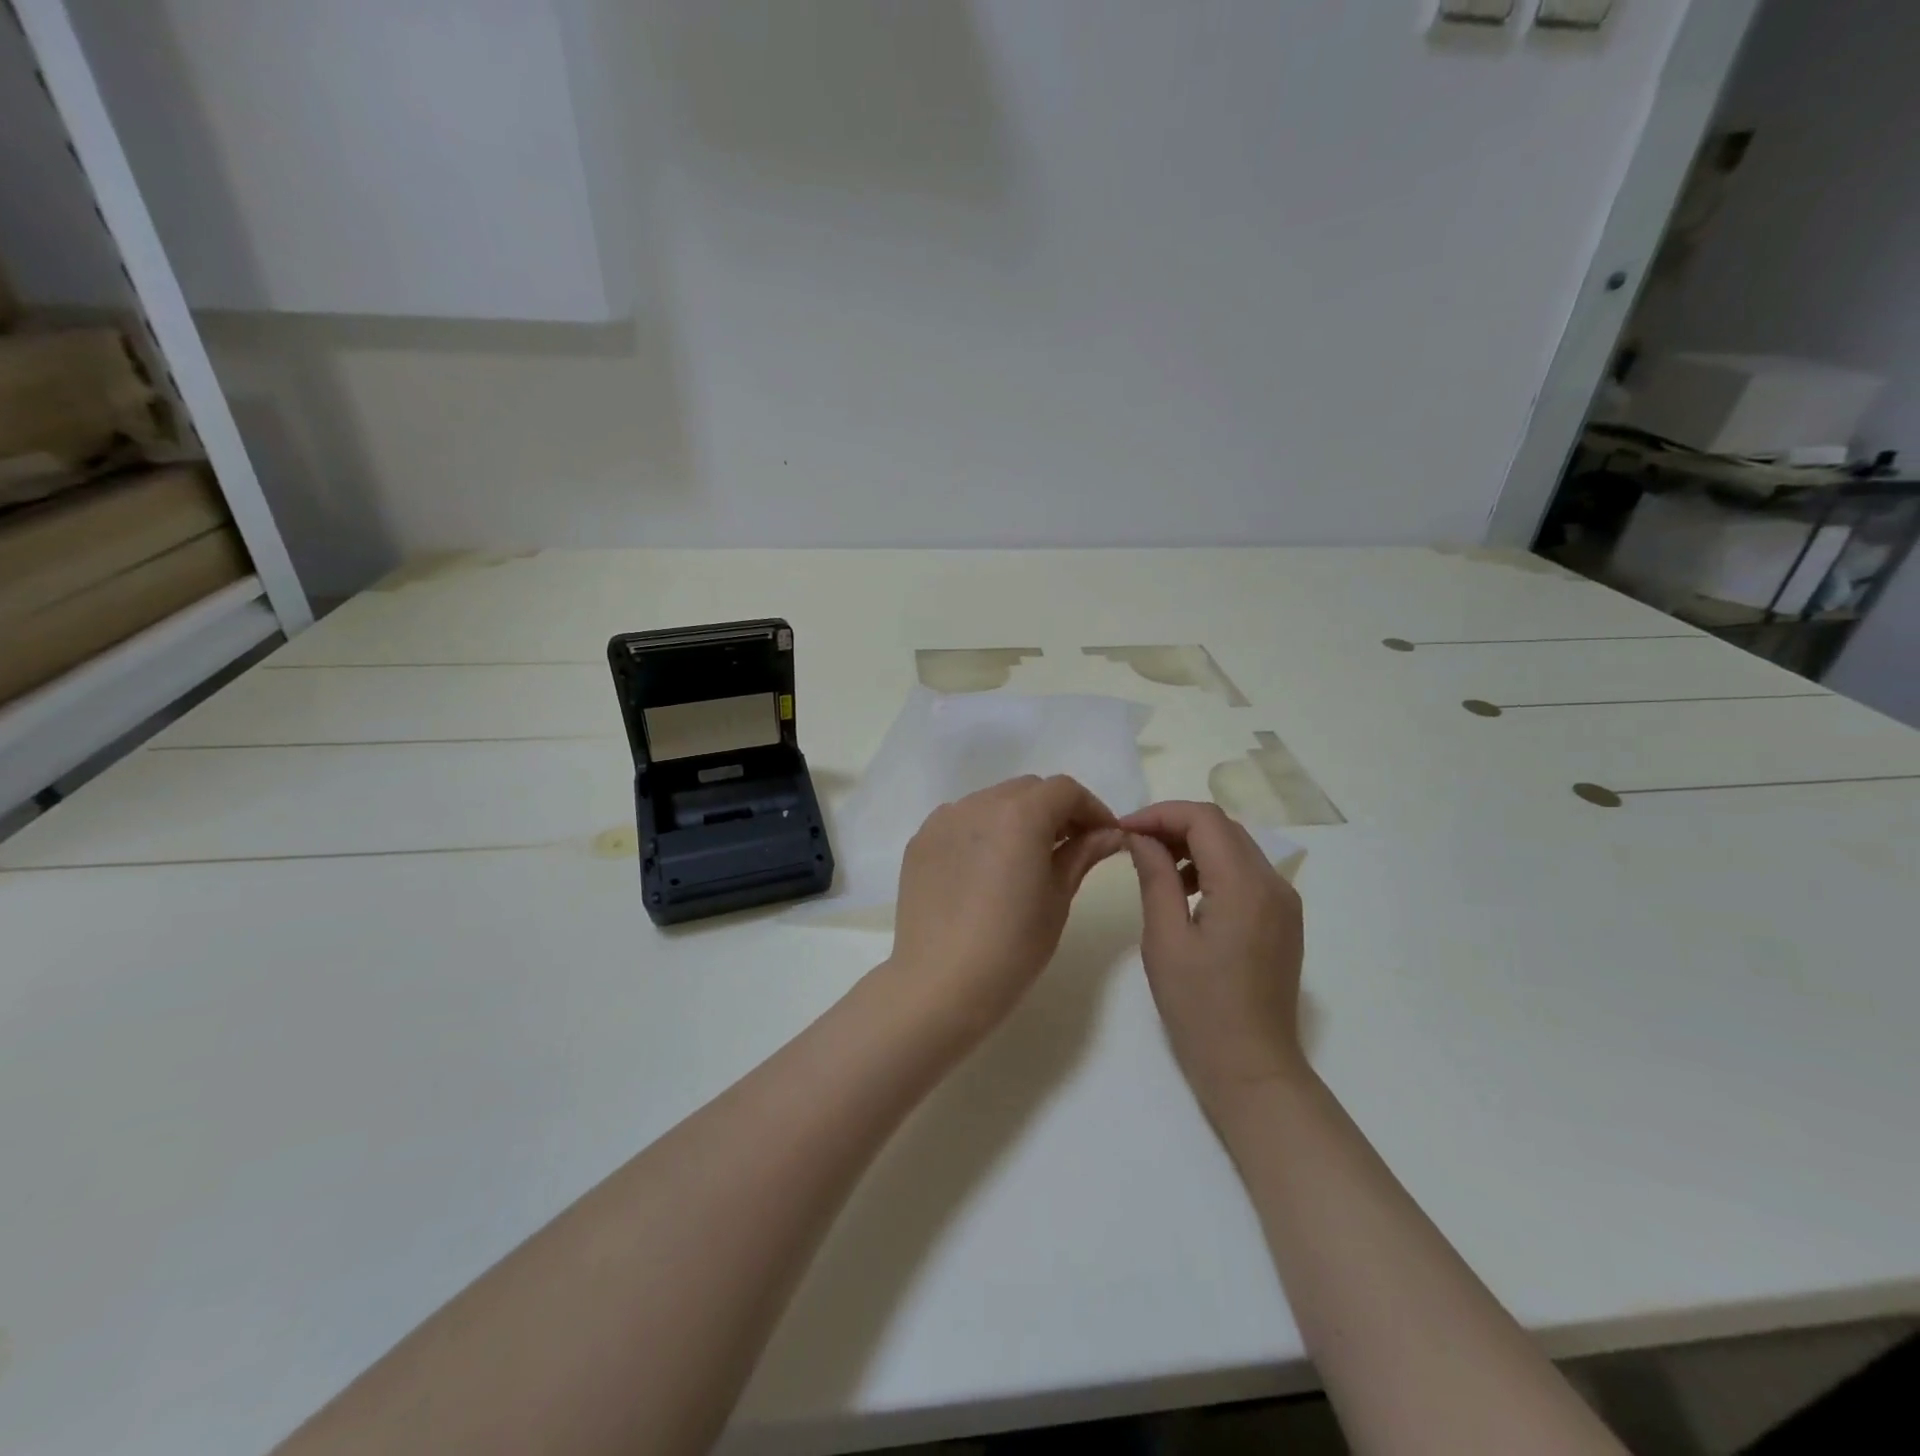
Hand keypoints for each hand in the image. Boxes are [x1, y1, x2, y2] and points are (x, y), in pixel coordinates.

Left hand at [887, 775, 1123, 1039]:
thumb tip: (1110, 834)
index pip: (1064, 790)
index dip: (1090, 808)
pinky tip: (987, 868)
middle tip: (1070, 847)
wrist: (941, 983)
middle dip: (1055, 810)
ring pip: (992, 802)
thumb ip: (1082, 854)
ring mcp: (943, 820)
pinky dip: (983, 831)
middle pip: (1027, 790)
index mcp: (1019, 814)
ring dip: (1017, 818)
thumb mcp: (1058, 898)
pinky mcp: (920, 841)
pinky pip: (961, 821)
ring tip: (1026, 858)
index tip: (1103, 837)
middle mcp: (978, 804)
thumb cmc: (1012, 945)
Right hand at [1122, 801, 1306, 1115]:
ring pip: (1235, 846)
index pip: (1203, 819)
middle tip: (1133, 843)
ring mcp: (1284, 901)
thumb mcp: (1165, 939)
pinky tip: (1185, 892)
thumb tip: (1139, 836)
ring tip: (1155, 867)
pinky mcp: (1283, 919)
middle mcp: (1274, 883)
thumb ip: (1155, 877)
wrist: (1252, 1067)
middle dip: (1174, 825)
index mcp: (1245, 885)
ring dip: (1194, 844)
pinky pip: (1246, 872)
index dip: (1159, 814)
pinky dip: (1213, 867)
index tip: (1123, 829)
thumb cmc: (1200, 1007)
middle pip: (1222, 826)